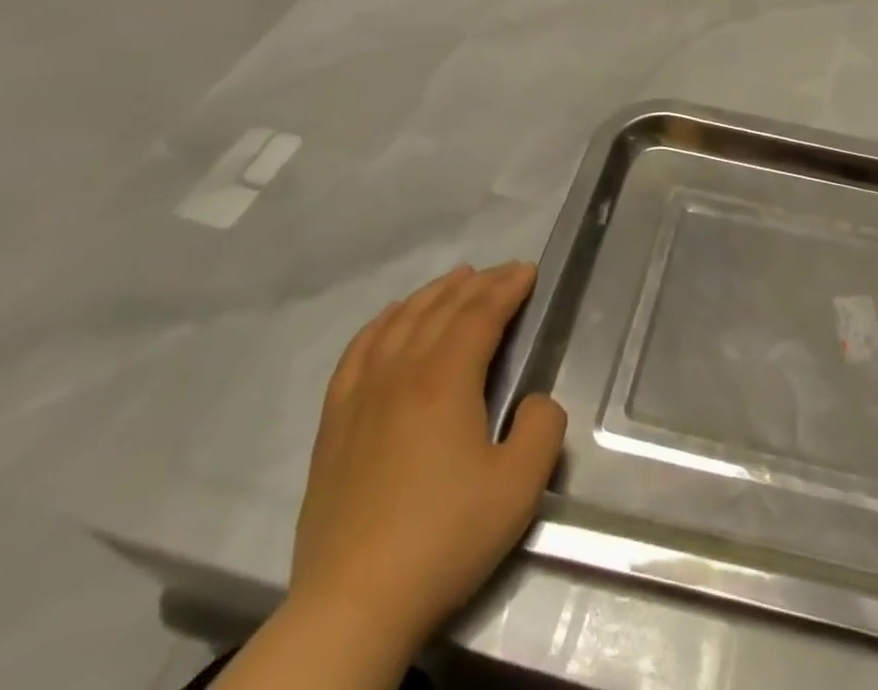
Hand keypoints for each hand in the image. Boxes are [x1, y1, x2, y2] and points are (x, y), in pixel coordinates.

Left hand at [287, 262, 566, 662]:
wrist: (353, 605)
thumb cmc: (444, 538)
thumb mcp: (519, 486)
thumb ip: (543, 427)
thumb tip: (535, 401)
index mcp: (445, 379)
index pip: (481, 313)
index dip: (508, 286)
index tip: (529, 271)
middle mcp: (401, 372)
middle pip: (441, 309)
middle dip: (478, 283)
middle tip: (504, 273)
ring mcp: (361, 395)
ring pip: (399, 321)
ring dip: (432, 294)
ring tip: (455, 281)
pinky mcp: (334, 423)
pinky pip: (357, 351)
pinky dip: (381, 323)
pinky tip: (391, 318)